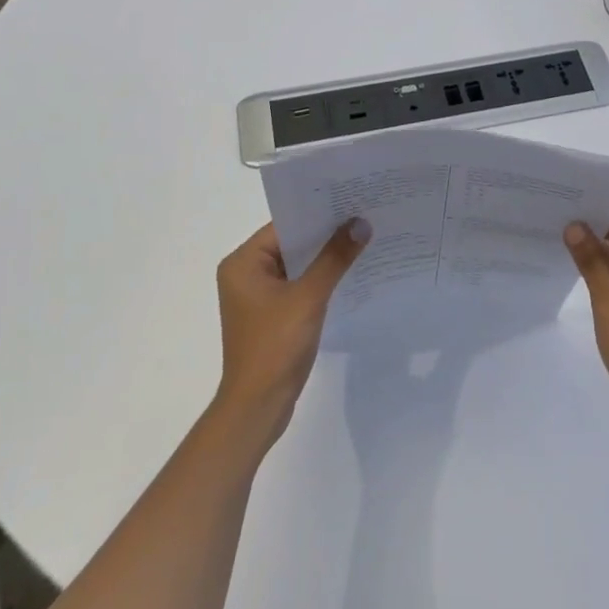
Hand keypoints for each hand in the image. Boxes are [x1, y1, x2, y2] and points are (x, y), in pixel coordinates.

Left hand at [213, 219, 369, 444]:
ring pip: (297, 265)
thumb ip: (335, 258)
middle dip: (326, 234)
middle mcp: (245, 274)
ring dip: (326, 258)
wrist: (258, 407)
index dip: (318, 214)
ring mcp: (258, 297)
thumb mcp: (308, 297)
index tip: (352, 202)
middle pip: (292, 243)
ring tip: (363, 239)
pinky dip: (321, 279)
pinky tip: (350, 273)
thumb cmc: (275, 346)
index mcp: (243, 263)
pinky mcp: (271, 315)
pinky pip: (299, 285)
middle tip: (365, 217)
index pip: (285, 225)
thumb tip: (361, 223)